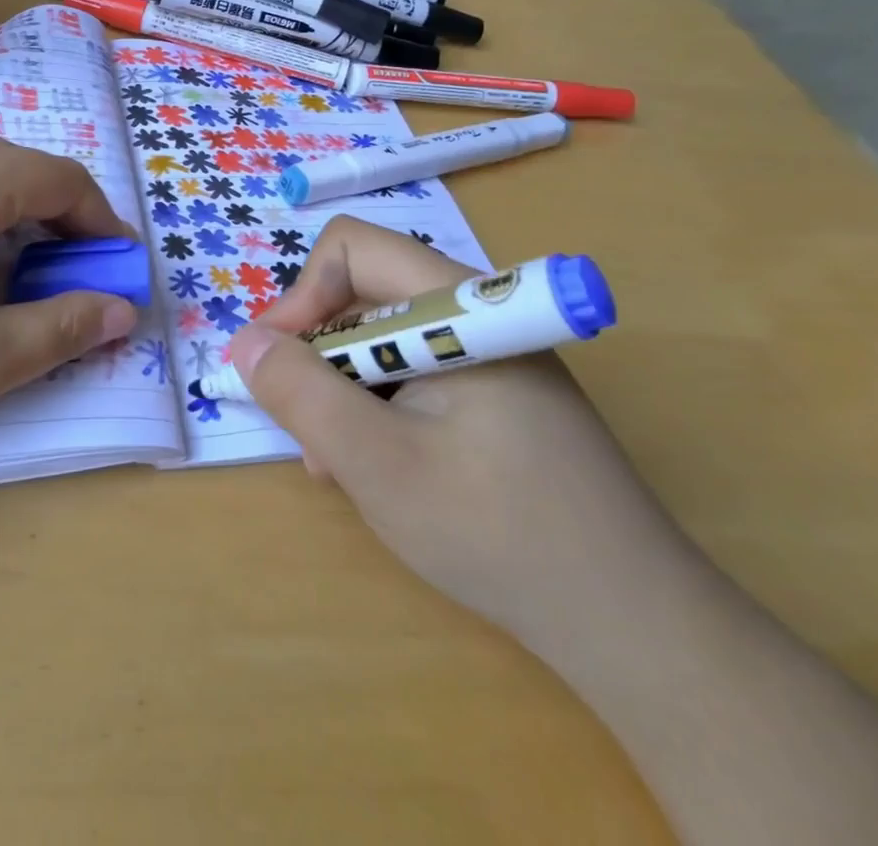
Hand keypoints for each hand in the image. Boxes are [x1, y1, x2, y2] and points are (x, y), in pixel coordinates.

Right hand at [223, 217, 672, 650]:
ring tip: (337, 462)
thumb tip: (243, 342)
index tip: (279, 363)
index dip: (304, 295)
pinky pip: (414, 373)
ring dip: (344, 388)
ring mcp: (490, 355)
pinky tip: (376, 467)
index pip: (355, 249)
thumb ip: (301, 394)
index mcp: (460, 306)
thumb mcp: (377, 464)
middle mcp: (476, 314)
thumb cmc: (499, 534)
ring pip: (383, 339)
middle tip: (305, 426)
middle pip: (365, 293)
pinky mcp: (496, 393)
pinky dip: (378, 407)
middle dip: (319, 353)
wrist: (634, 626)